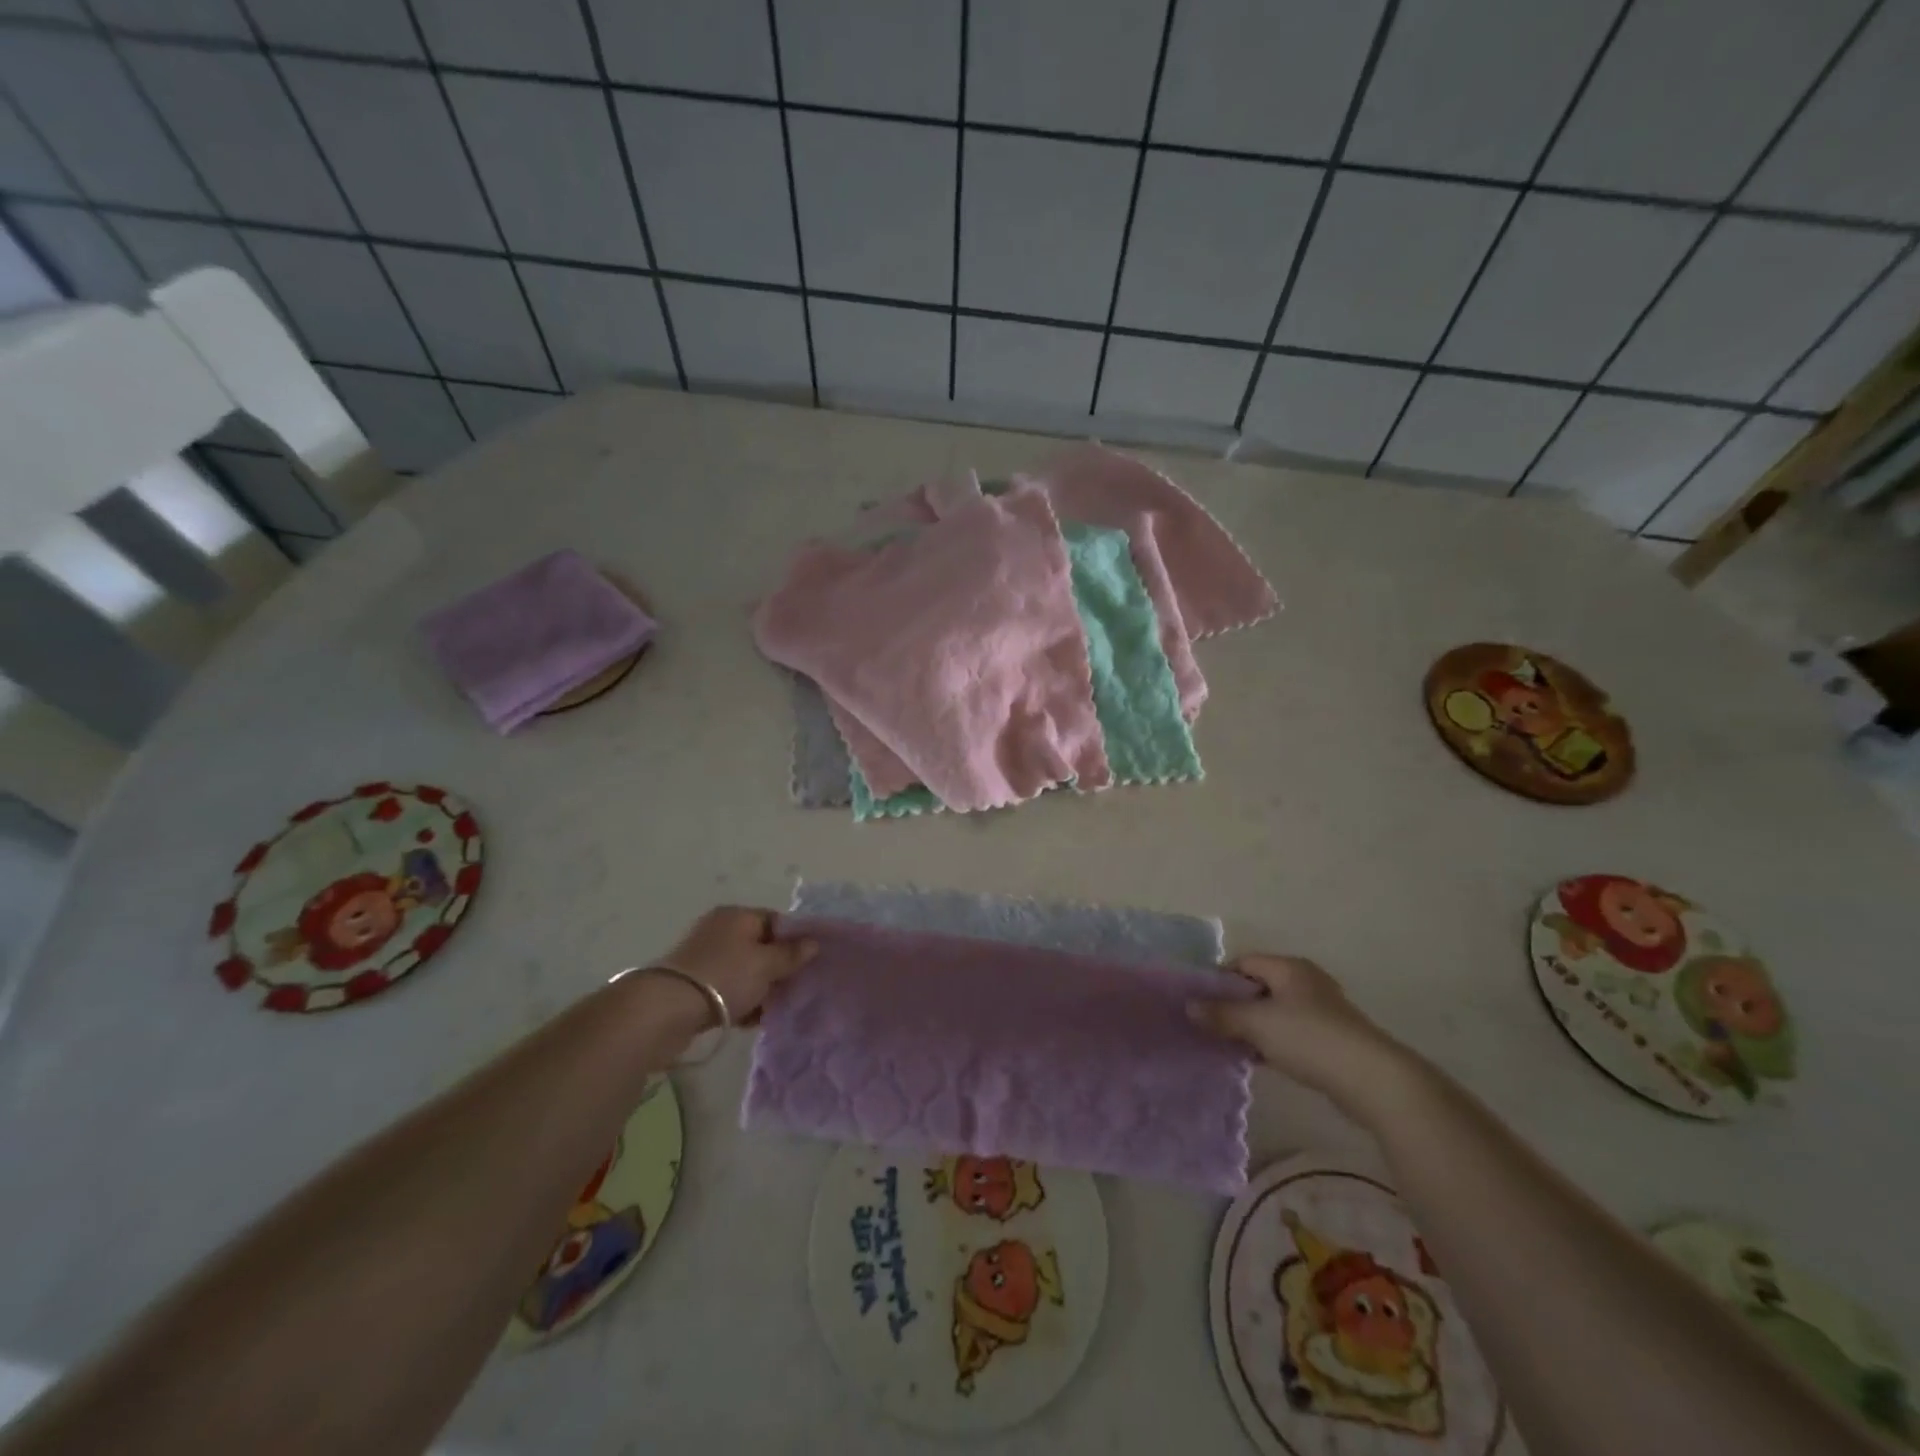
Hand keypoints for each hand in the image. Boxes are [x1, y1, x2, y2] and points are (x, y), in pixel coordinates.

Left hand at [658, 906, 816, 1024]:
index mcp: (737, 915)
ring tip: (775, 1009)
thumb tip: (813, 942)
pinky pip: (728, 989)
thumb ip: (791, 954)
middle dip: (778, 969)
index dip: (795, 941)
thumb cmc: (724, 977)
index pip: (776, 921)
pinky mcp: (694, 985)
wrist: (666, 1010)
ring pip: (745, 971)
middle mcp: (719, 930)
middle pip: (761, 947)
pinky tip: (752, 1020)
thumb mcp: (765, 964)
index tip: (809, 963)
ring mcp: (704, 958)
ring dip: (761, 989)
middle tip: (796, 989)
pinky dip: (741, 1001)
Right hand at [1188, 954, 1411, 1112]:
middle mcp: (1305, 981)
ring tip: (1229, 1045)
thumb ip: (1221, 1014)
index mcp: (1288, 967)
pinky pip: (1290, 1032)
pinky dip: (1272, 1042)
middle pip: (1258, 986)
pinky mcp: (1331, 1038)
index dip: (1219, 979)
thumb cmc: (1309, 1038)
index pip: (1243, 962)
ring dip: (1253, 1027)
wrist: (1372, 1079)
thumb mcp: (1257, 1024)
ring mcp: (1321, 1010)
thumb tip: (1188, 1006)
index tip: (1200, 1003)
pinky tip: (1259, 1060)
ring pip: (1274, 1012)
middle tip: (1211, 1025)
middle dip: (1234, 1005)